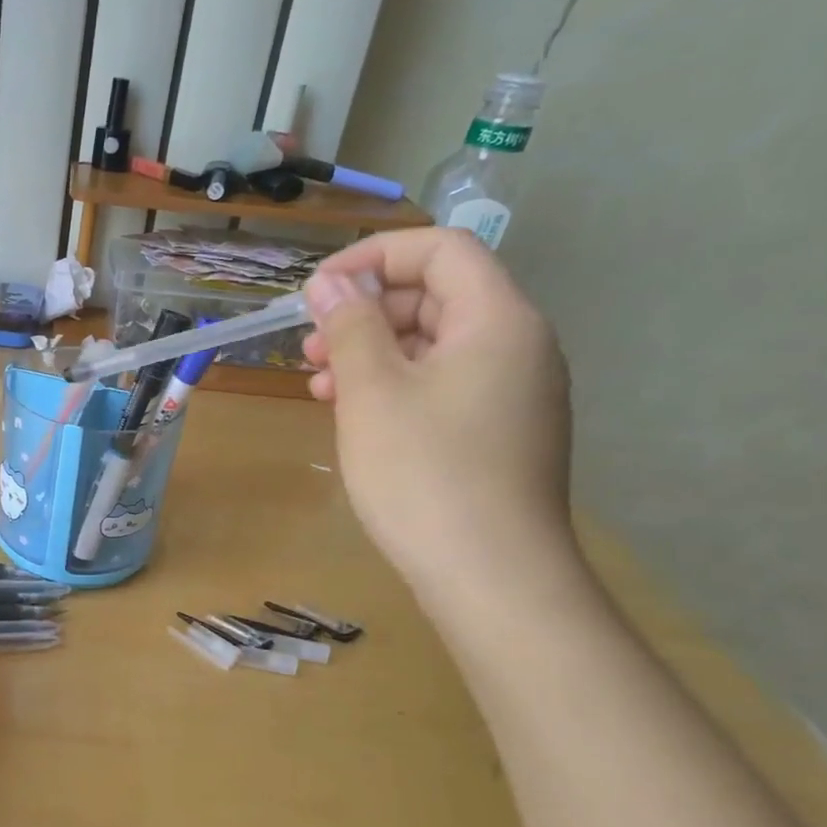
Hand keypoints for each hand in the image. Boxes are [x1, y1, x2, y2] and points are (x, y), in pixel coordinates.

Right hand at [302, 228, 574, 604]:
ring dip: (372, 353)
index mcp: (497, 320)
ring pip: (433, 346)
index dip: (373, 256)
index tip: (317, 291)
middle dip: (365, 311)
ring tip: (318, 385)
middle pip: (436, 296)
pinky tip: (353, 416)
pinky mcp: (498, 433)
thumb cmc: (425, 474)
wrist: (492, 577)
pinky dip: (395, 388)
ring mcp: (512, 393)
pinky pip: (442, 386)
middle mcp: (517, 345)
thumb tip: (330, 283)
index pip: (440, 250)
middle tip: (310, 346)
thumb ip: (350, 327)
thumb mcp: (372, 392)